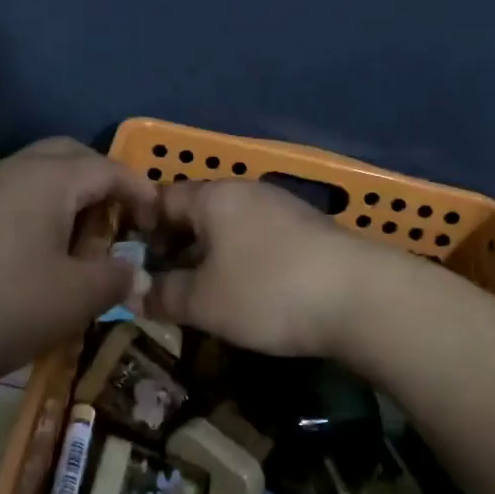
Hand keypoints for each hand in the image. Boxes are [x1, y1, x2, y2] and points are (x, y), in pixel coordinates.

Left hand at [0, 138, 156, 393]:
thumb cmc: (1, 304)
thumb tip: (135, 272)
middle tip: (119, 223)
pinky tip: (36, 260)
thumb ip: (114, 278)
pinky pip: (11, 200)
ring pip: (37, 178)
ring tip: (80, 247)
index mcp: (49, 178)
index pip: (109, 168)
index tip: (158, 222)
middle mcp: (14, 171)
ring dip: (67, 201)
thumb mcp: (74, 298)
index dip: (141, 192)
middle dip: (102, 183)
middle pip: (70, 157)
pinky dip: (37, 216)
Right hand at [144, 179, 401, 357]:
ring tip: (201, 291)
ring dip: (210, 254)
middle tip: (162, 281)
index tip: (132, 261)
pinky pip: (259, 238)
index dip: (141, 227)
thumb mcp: (205, 301)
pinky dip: (242, 259)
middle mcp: (247, 191)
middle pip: (197, 210)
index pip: (162, 198)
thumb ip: (163, 295)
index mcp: (214, 196)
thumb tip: (133, 294)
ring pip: (230, 225)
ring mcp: (283, 207)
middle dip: (175, 243)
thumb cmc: (268, 291)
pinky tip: (247, 291)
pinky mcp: (309, 230)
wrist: (362, 297)